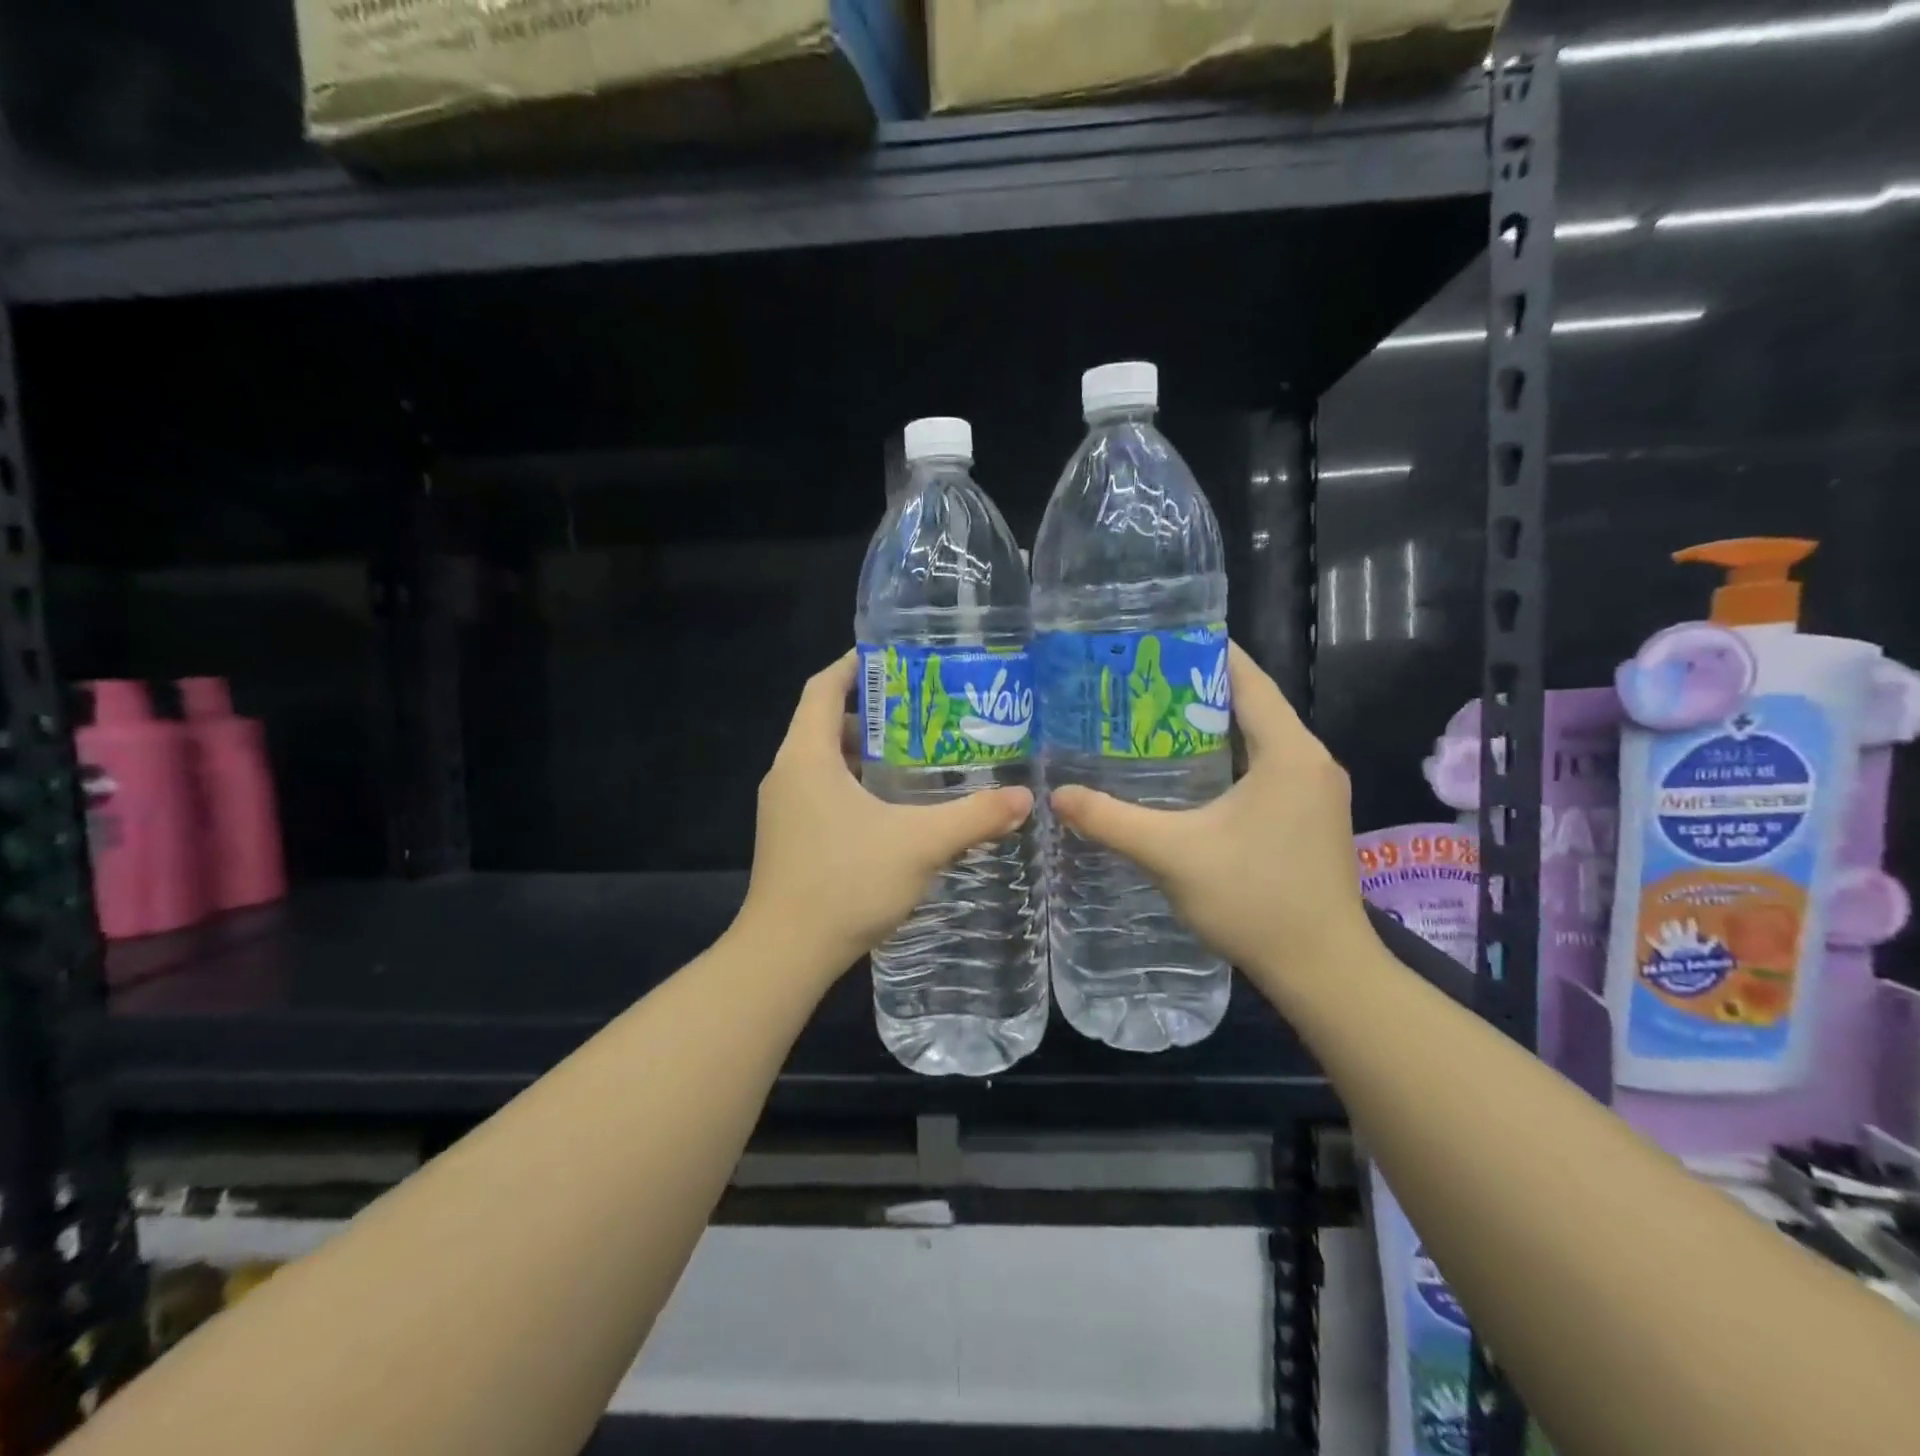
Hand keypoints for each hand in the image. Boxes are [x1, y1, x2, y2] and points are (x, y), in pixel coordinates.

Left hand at [737, 651, 1033, 976]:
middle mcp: (788, 773)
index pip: (824, 687)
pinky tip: (895, 807)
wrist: (785, 955)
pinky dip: (856, 784)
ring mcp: (784, 808)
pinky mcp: (789, 837)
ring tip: (919, 755)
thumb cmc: (845, 883)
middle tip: (925, 710)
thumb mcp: (920, 844)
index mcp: (807, 756)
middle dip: (873, 711)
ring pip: (825, 760)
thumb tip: (1025, 799)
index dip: (855, 664)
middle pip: (826, 721)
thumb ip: (974, 817)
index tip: (895, 656)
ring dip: (866, 752)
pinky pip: (822, 791)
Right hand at [1050, 642, 1369, 993]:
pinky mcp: (1310, 817)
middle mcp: (1310, 760)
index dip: (1205, 653)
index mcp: (1288, 752)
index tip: (1158, 640)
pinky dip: (1227, 758)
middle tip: (1139, 682)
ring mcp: (1315, 791)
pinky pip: (1266, 767)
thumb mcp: (1173, 855)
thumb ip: (1112, 820)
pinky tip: (1186, 773)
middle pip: (1252, 705)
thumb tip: (1057, 795)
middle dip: (1197, 690)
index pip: (1247, 679)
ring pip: (1259, 739)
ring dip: (1211, 727)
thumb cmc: (1255, 900)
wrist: (1324, 971)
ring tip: (1152, 719)